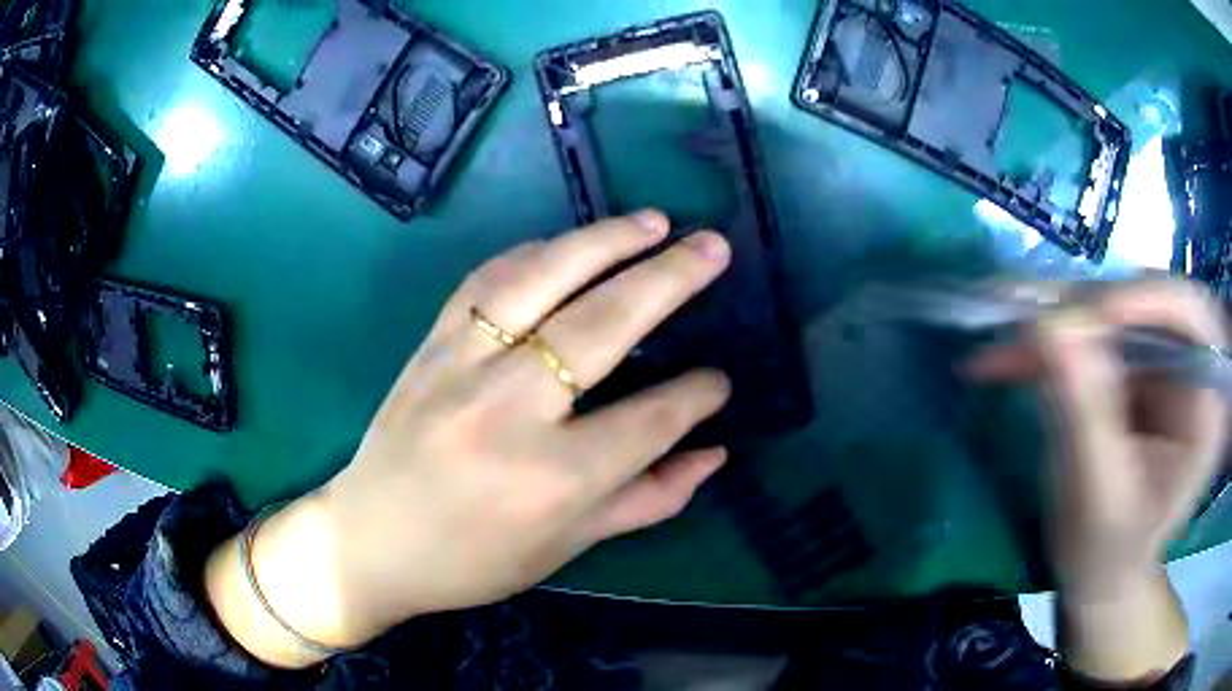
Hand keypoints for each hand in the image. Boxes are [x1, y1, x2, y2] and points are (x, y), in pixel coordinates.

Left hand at [206, 211, 733, 665]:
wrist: (370, 540)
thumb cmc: (472, 560)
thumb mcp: (567, 546)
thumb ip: (647, 499)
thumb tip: (714, 454)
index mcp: (553, 479)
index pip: (649, 419)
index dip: (697, 396)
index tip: (721, 380)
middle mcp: (510, 410)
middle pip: (603, 324)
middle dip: (670, 279)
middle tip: (714, 247)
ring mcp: (462, 365)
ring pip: (543, 279)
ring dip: (605, 241)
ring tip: (655, 221)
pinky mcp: (431, 344)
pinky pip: (489, 280)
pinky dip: (536, 252)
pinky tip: (570, 244)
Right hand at [970, 278, 1229, 680]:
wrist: (1103, 576)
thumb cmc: (1109, 556)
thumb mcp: (1101, 500)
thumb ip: (1087, 416)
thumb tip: (1052, 325)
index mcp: (1207, 401)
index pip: (1187, 313)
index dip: (1136, 301)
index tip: (1076, 320)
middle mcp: (1191, 366)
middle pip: (1142, 303)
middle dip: (1082, 314)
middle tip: (1023, 325)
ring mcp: (1161, 362)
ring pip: (1110, 313)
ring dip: (1055, 328)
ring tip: (1002, 348)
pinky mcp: (1132, 367)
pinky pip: (1091, 335)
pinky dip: (1049, 345)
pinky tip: (1008, 360)